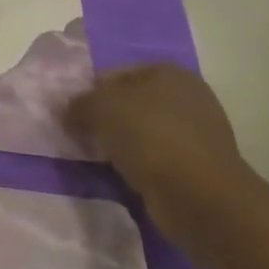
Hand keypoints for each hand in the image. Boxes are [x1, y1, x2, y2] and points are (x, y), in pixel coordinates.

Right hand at [66, 63, 261, 236]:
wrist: (199, 196)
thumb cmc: (148, 136)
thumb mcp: (98, 107)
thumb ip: (78, 103)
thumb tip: (69, 111)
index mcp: (168, 72)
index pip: (114, 74)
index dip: (90, 92)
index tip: (73, 113)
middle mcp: (188, 97)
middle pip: (130, 104)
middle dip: (105, 119)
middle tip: (82, 135)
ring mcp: (198, 134)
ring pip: (142, 133)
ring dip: (121, 144)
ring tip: (98, 158)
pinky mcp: (199, 168)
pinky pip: (156, 159)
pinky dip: (138, 165)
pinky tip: (122, 175)